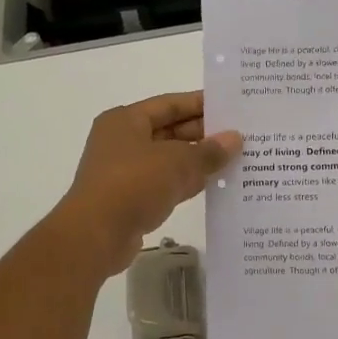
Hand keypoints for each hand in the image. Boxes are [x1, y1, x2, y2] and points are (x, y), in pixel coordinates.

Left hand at [50, 91, 241, 275]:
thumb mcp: (178, 162)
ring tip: (236, 159)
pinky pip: (165, 184)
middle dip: (204, 134)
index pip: (170, 104)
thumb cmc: (134, 184)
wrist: (96, 234)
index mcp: (126, 120)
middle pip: (170, 131)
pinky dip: (187, 183)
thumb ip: (209, 150)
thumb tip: (235, 138)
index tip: (232, 106)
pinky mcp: (130, 199)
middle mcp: (123, 141)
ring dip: (198, 161)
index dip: (201, 104)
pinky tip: (215, 185)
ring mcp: (125, 171)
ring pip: (169, 159)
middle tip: (241, 135)